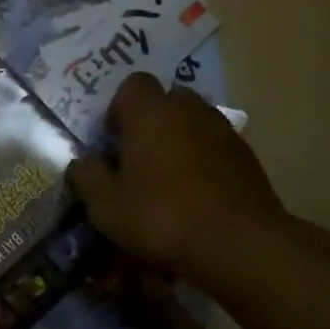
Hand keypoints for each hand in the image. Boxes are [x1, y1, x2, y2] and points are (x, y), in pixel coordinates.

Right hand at [67, 73, 287, 278]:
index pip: (133, 84)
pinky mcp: (248, 158)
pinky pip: (217, 148)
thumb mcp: (106, 205)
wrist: (238, 244)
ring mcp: (224, 132)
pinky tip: (196, 196)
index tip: (113, 140)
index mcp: (151, 112)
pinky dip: (205, 162)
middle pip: (168, 100)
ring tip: (168, 179)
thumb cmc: (161, 216)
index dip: (119, 108)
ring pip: (195, 123)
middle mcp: (190, 110)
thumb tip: (81, 163)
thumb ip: (87, 177)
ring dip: (180, 141)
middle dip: (152, 121)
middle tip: (139, 157)